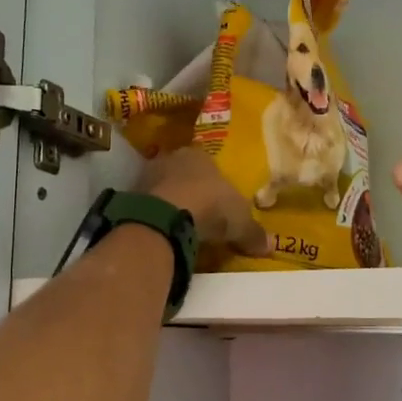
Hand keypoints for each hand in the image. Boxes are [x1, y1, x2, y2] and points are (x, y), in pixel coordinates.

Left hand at [136, 148, 269, 256]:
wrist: (165, 217)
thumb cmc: (211, 206)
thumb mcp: (241, 222)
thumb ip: (253, 233)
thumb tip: (270, 246)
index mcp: (200, 154)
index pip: (208, 163)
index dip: (214, 182)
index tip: (218, 201)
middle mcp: (171, 158)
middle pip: (183, 174)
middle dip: (190, 191)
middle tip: (200, 214)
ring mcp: (147, 176)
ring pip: (163, 188)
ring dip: (170, 203)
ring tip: (181, 226)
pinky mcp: (130, 197)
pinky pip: (148, 206)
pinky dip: (156, 217)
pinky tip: (164, 232)